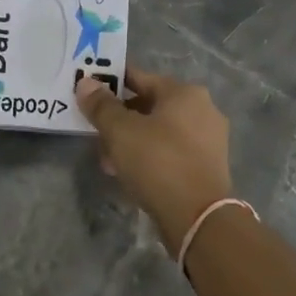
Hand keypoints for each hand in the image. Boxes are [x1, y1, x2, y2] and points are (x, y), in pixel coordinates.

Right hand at [76, 67, 234, 253]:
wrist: (198, 217)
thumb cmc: (158, 162)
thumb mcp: (120, 131)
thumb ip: (101, 105)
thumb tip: (86, 83)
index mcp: (185, 93)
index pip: (140, 77)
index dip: (111, 83)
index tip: (89, 92)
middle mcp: (202, 109)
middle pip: (150, 105)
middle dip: (120, 118)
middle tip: (96, 133)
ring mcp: (209, 139)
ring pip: (159, 131)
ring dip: (132, 140)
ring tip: (107, 160)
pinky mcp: (207, 166)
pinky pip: (170, 152)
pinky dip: (149, 157)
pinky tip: (129, 174)